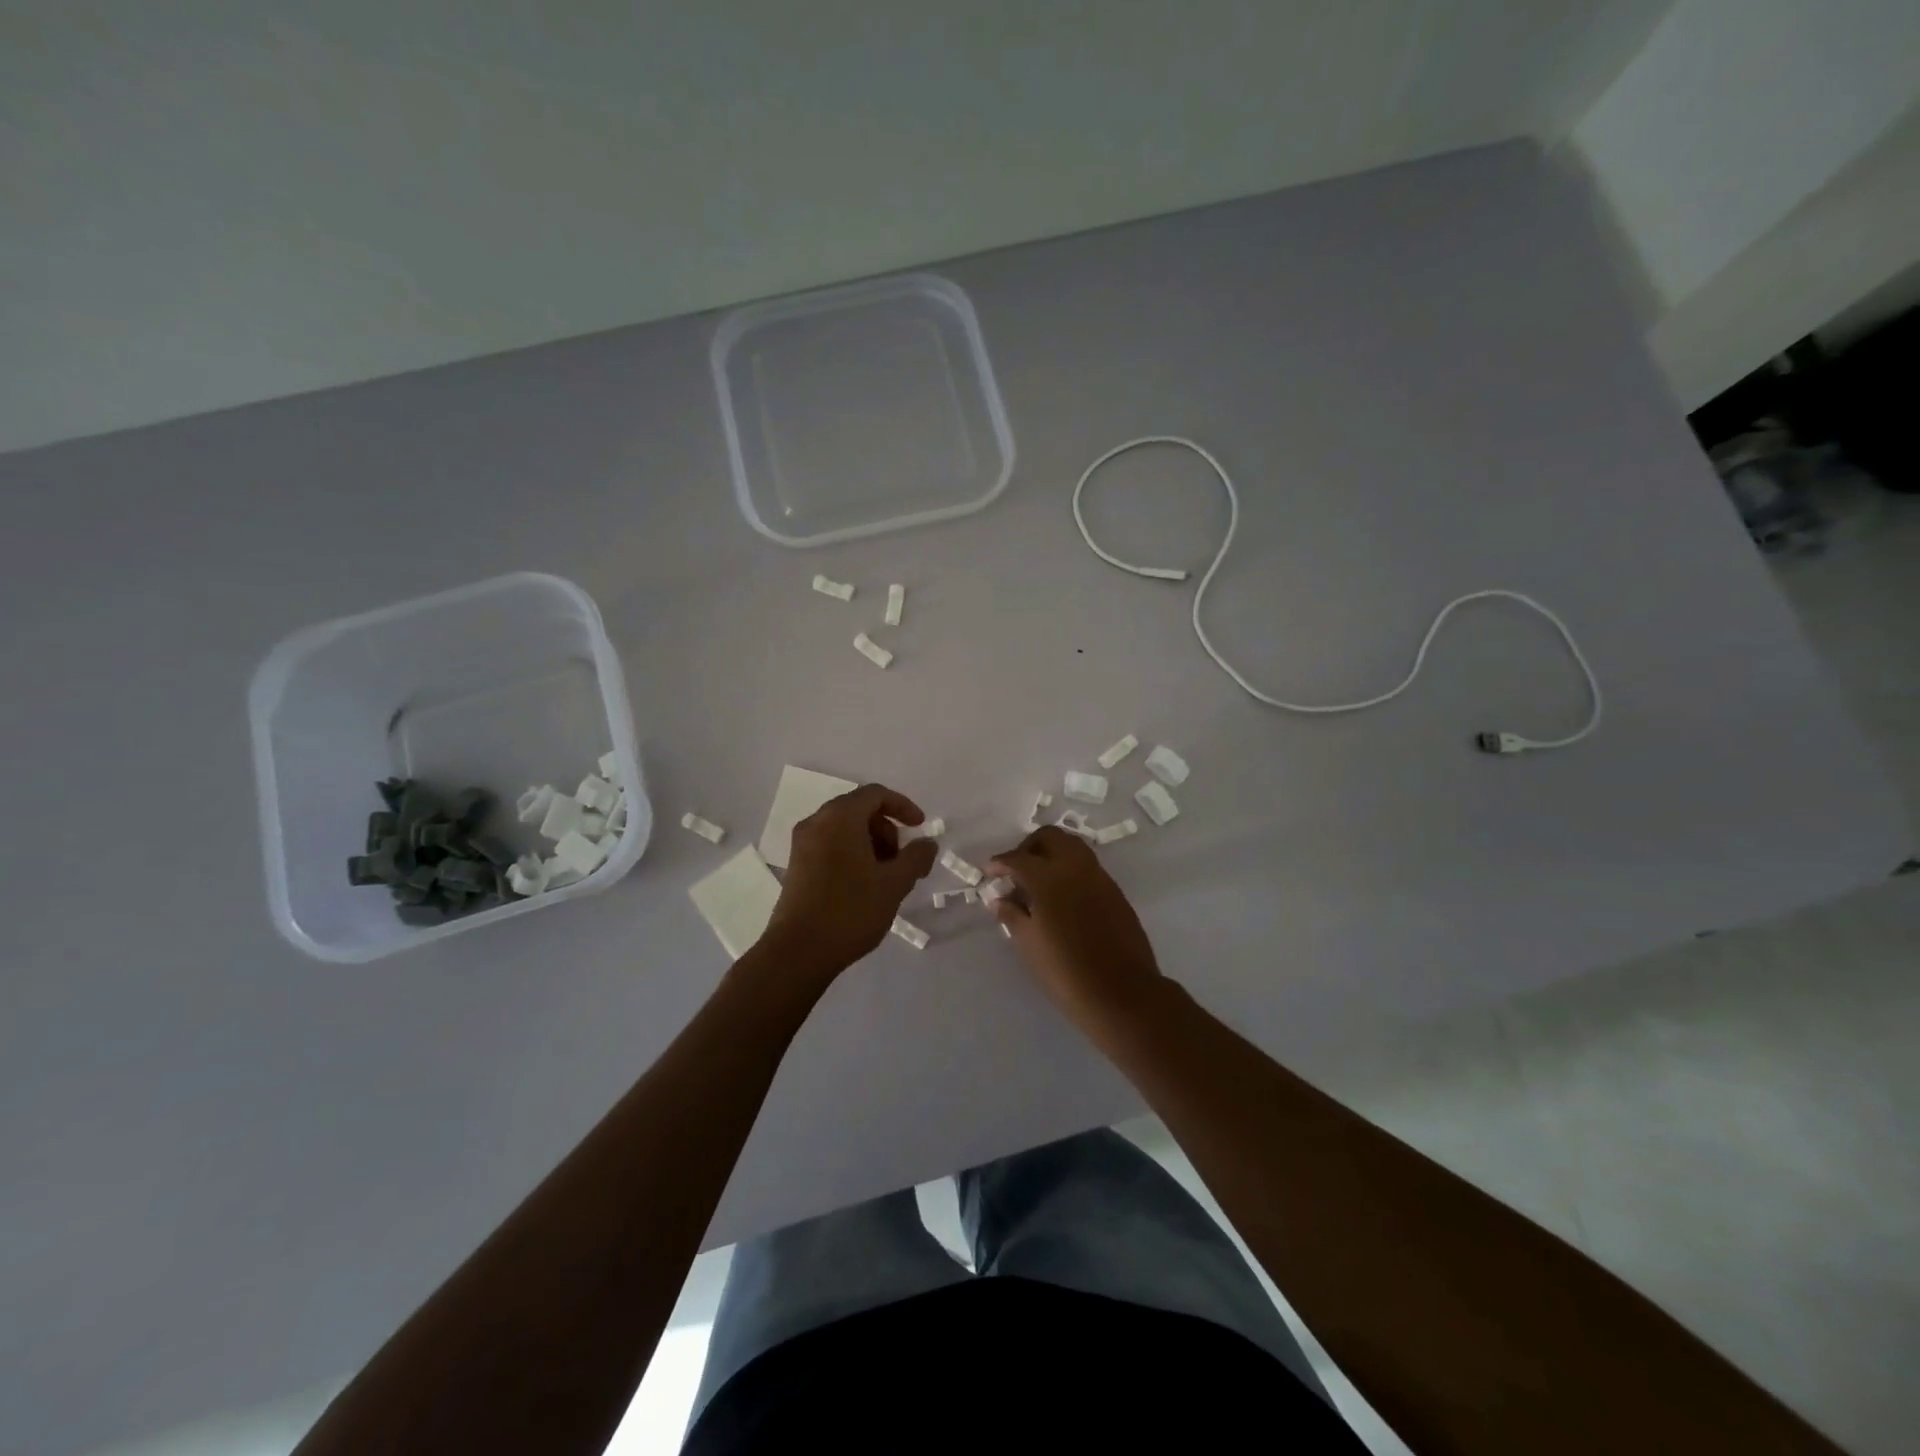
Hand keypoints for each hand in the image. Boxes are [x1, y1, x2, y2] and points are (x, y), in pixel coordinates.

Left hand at [763, 783, 937, 976]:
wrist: (798, 952)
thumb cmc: (850, 910)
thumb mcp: (894, 884)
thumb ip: (916, 858)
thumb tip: (927, 844)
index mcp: (839, 817)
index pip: (875, 794)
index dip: (902, 806)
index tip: (920, 828)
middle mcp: (817, 822)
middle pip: (859, 810)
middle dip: (887, 830)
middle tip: (903, 861)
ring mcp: (802, 844)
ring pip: (844, 829)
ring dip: (871, 844)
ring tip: (886, 878)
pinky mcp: (796, 866)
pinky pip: (830, 846)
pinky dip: (852, 854)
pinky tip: (865, 886)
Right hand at [987, 826, 1165, 1027]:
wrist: (1122, 993)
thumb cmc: (1066, 971)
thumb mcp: (1028, 945)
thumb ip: (1011, 915)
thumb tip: (1000, 899)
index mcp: (1049, 878)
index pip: (1018, 858)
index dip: (999, 863)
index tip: (989, 873)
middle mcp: (1076, 868)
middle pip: (1050, 837)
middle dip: (1029, 847)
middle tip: (1017, 871)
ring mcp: (1100, 877)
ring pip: (1073, 847)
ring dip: (1052, 855)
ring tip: (1039, 883)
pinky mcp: (1116, 892)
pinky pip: (1088, 868)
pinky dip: (1070, 871)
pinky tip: (1062, 898)